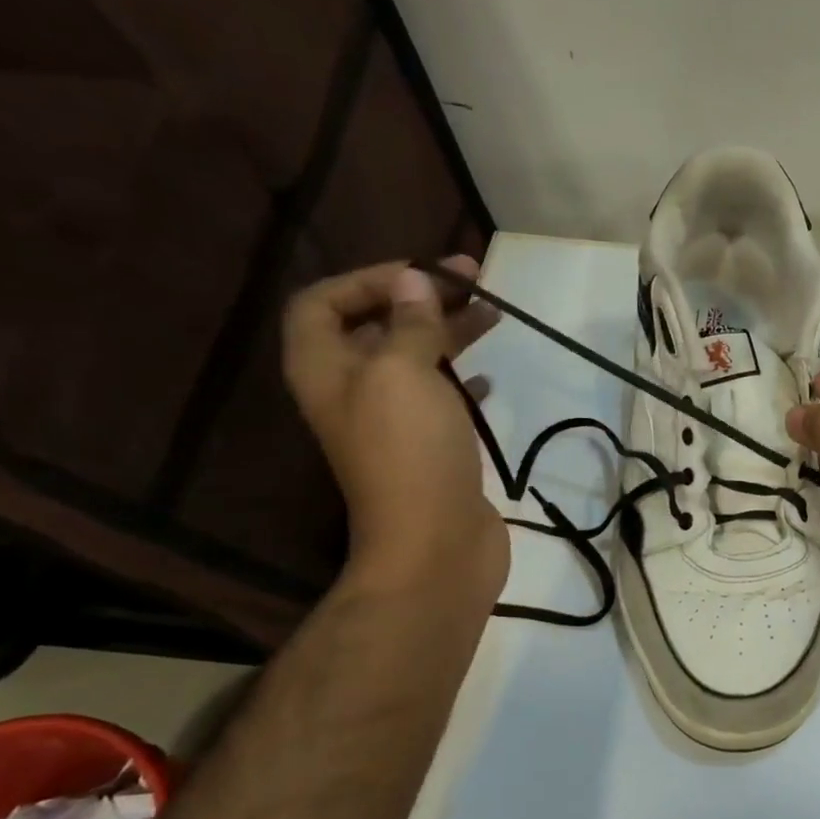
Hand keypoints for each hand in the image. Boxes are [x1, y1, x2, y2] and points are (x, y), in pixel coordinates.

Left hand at [282, 256, 508, 600]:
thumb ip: (409, 324)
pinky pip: (442, 397)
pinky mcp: (430, 447)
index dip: (370, 279)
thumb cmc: (409, 451)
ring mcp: (392, 422)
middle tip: (476, 281)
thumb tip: (413, 283)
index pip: (325, 301)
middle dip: (421, 298)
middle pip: (376, 326)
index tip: (425, 275)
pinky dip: (464, 378)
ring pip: (415, 359)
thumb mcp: (402, 372)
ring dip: (449, 332)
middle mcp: (351, 390)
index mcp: (325, 368)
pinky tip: (490, 374)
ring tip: (495, 314)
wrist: (435, 543)